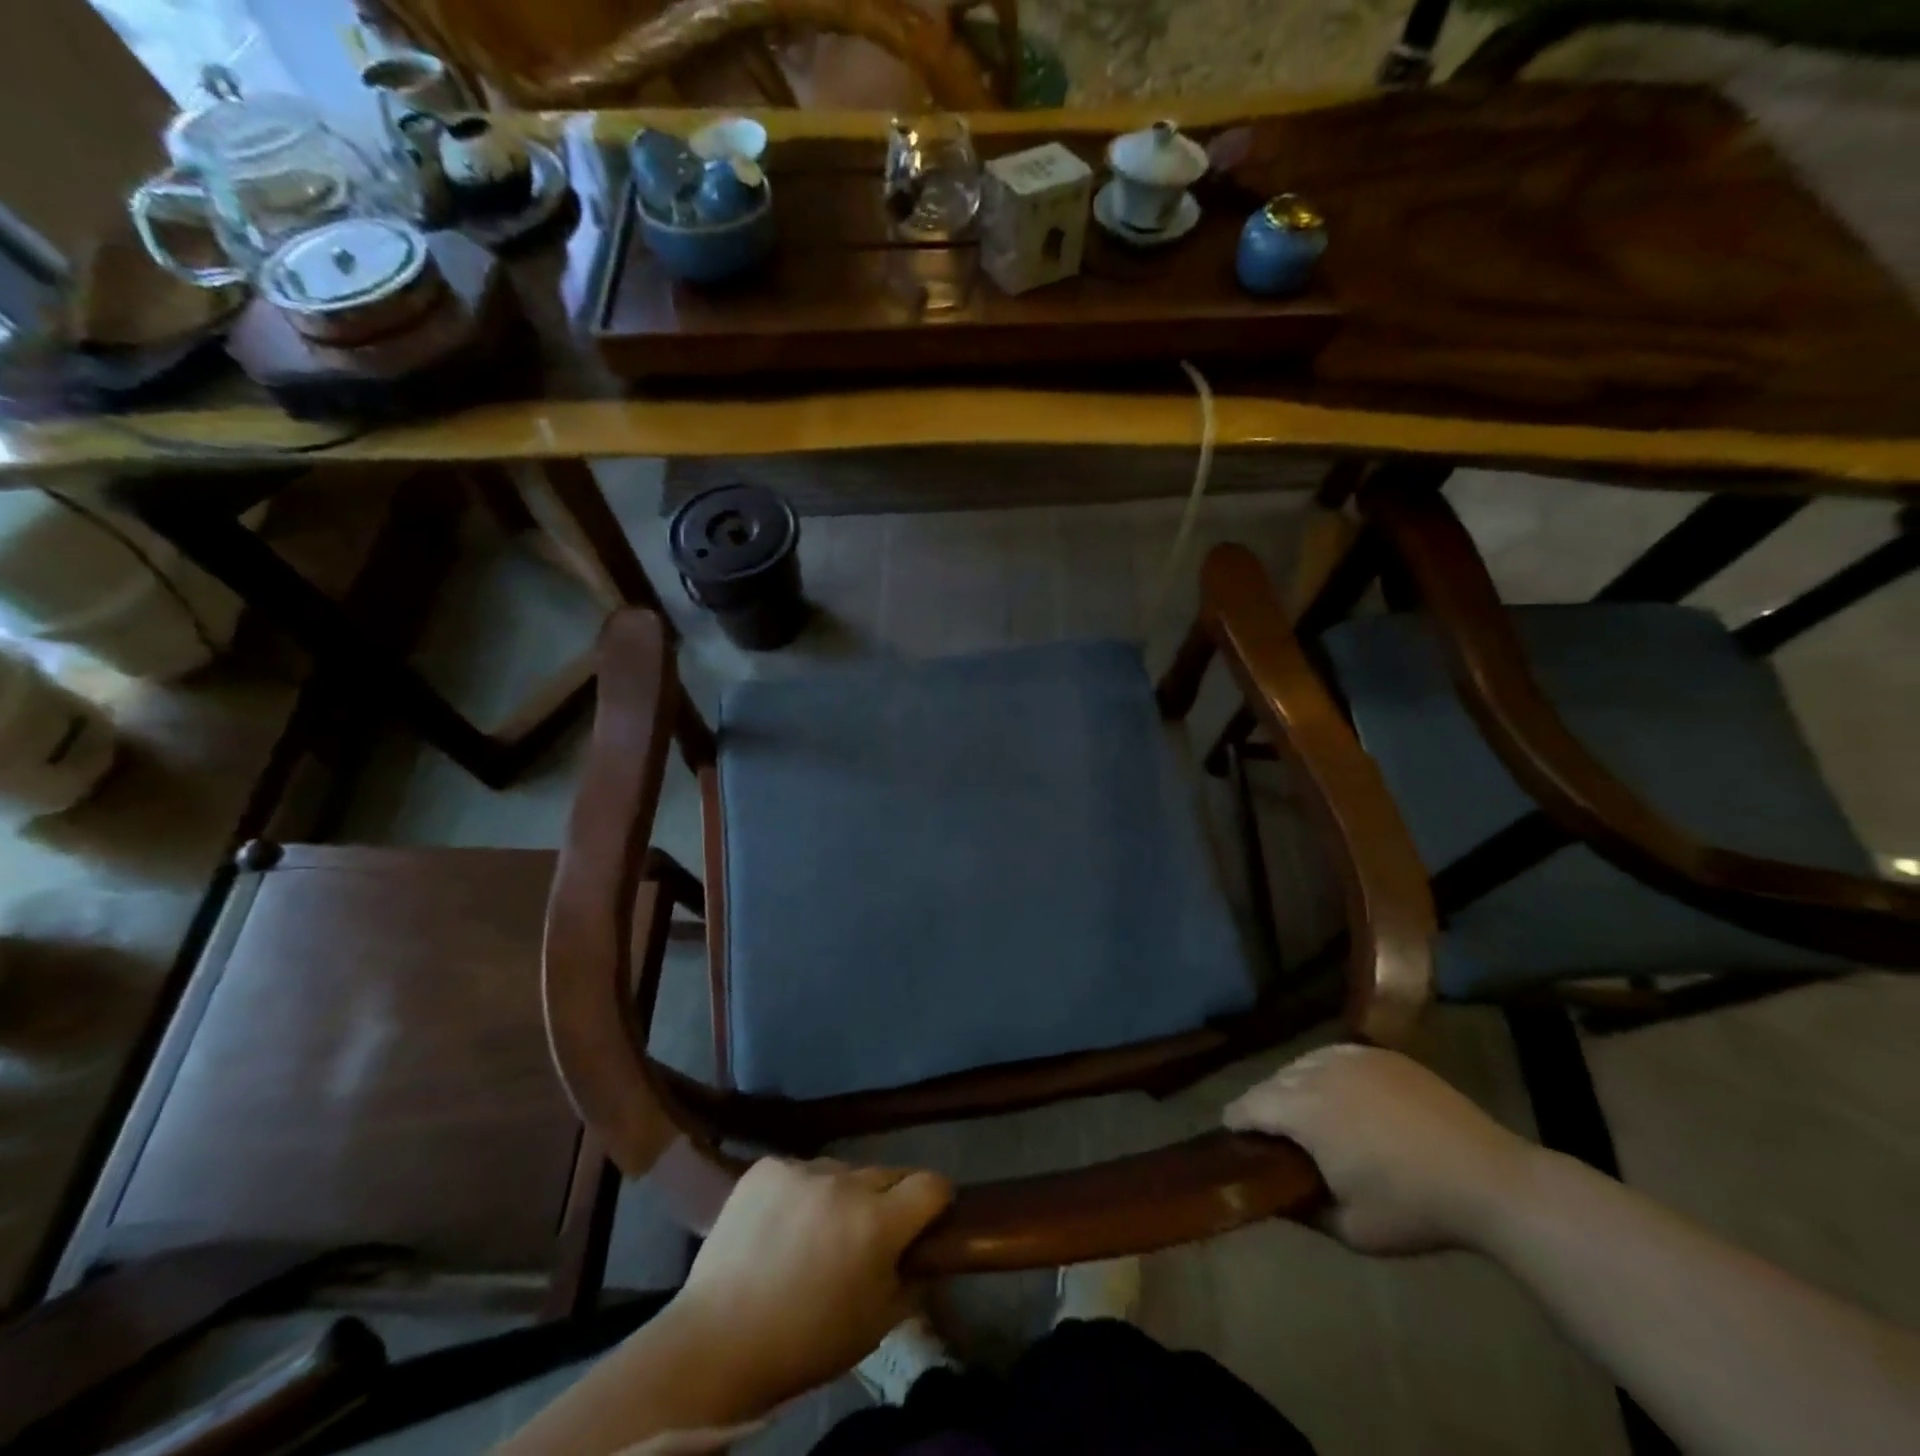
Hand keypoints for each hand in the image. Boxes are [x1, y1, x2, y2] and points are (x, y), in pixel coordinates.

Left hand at [667, 1157, 952, 1413]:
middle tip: (869, 1235)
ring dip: (842, 1194)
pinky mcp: (767, 1166)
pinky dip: (800, 1192)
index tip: (930, 1218)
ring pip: (842, 1172)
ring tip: (817, 1232)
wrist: (715, 1342)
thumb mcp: (875, 1326)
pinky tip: (781, 1224)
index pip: (931, 1184)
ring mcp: (803, 1168)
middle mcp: (845, 1182)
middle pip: (887, 1174)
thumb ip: (912, 1282)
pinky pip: (800, 1171)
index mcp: (878, 1221)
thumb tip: (927, 1256)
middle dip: (888, 1201)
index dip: (937, 1201)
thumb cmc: (805, 1343)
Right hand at [1223, 1044, 1537, 1254]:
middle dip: (1264, 1104)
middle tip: (1270, 1132)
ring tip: (1302, 1111)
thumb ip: (1305, 1211)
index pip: (1249, 1105)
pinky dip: (1322, 1071)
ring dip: (1292, 1085)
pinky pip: (1333, 1055)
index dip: (1235, 1120)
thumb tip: (1276, 1198)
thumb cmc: (1415, 1209)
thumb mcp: (1353, 1230)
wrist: (1489, 1179)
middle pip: (1273, 1081)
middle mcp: (1317, 1073)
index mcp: (1303, 1111)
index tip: (1231, 1134)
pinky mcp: (1381, 1055)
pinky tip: (1336, 1091)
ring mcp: (1351, 1058)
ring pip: (1301, 1064)